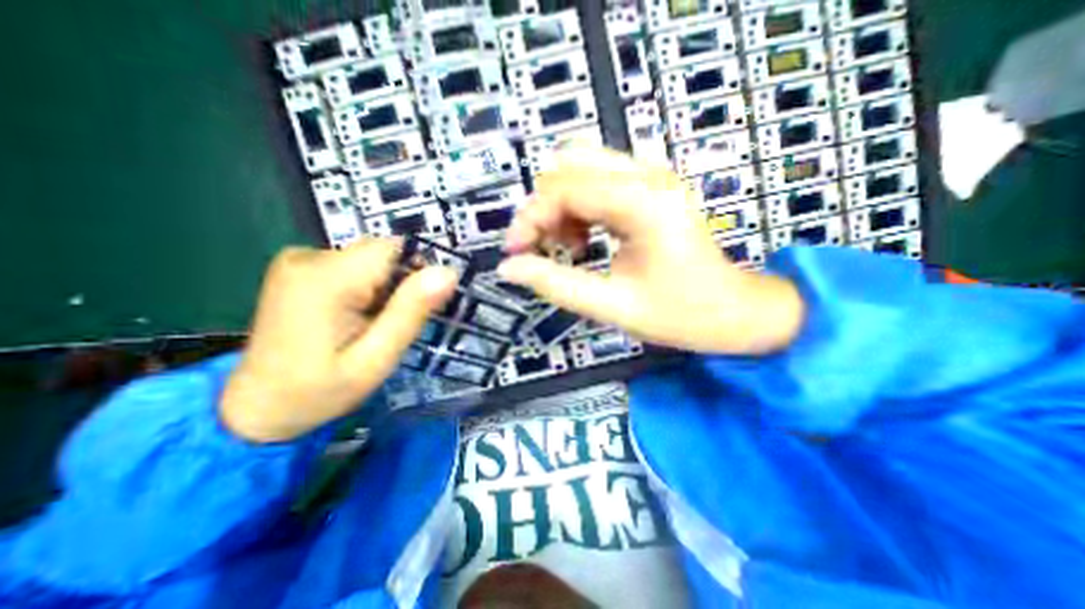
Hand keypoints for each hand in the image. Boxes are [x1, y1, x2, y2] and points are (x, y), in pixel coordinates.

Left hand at [218, 237, 456, 443]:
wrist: (257, 408)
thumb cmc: (320, 391)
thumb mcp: (376, 359)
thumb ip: (411, 312)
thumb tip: (448, 272)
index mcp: (327, 279)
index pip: (394, 250)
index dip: (415, 274)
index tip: (414, 308)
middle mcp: (308, 257)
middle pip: (382, 253)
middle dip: (398, 284)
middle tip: (390, 324)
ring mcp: (298, 259)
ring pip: (370, 259)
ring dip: (382, 287)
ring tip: (370, 324)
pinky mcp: (299, 267)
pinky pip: (353, 265)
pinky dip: (365, 286)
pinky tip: (353, 315)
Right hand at [501, 148, 803, 354]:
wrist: (735, 311)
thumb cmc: (680, 315)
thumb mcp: (612, 306)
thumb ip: (556, 284)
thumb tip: (508, 268)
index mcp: (643, 204)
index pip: (564, 188)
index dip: (529, 218)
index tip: (513, 253)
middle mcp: (649, 175)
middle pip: (569, 164)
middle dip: (543, 206)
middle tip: (541, 248)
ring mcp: (653, 175)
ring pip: (582, 165)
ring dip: (560, 203)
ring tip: (569, 245)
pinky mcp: (652, 185)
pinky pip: (599, 177)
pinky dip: (578, 203)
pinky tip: (586, 236)